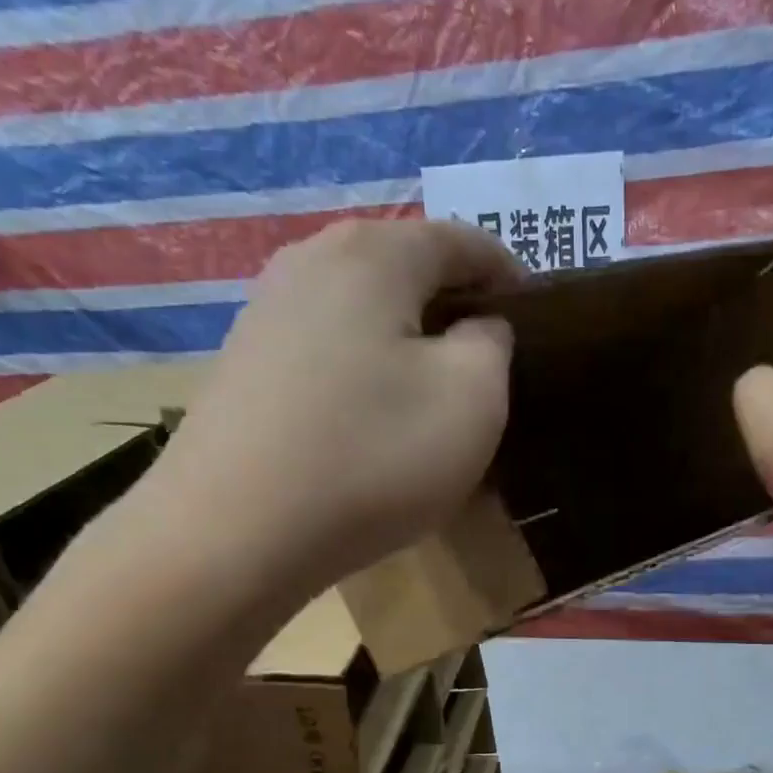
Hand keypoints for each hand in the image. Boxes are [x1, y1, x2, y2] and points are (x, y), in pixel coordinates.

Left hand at [150, 217, 522, 599]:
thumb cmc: (374, 456)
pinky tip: (373, 420)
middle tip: (489, 363)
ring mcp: (266, 312)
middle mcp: (311, 261)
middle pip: (405, 269)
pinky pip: (327, 350)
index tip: (536, 316)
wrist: (236, 532)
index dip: (508, 274)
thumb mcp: (472, 398)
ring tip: (433, 395)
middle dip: (454, 308)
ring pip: (363, 312)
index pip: (461, 241)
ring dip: (407, 343)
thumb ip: (492, 344)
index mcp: (374, 254)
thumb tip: (477, 327)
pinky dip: (365, 371)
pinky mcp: (243, 365)